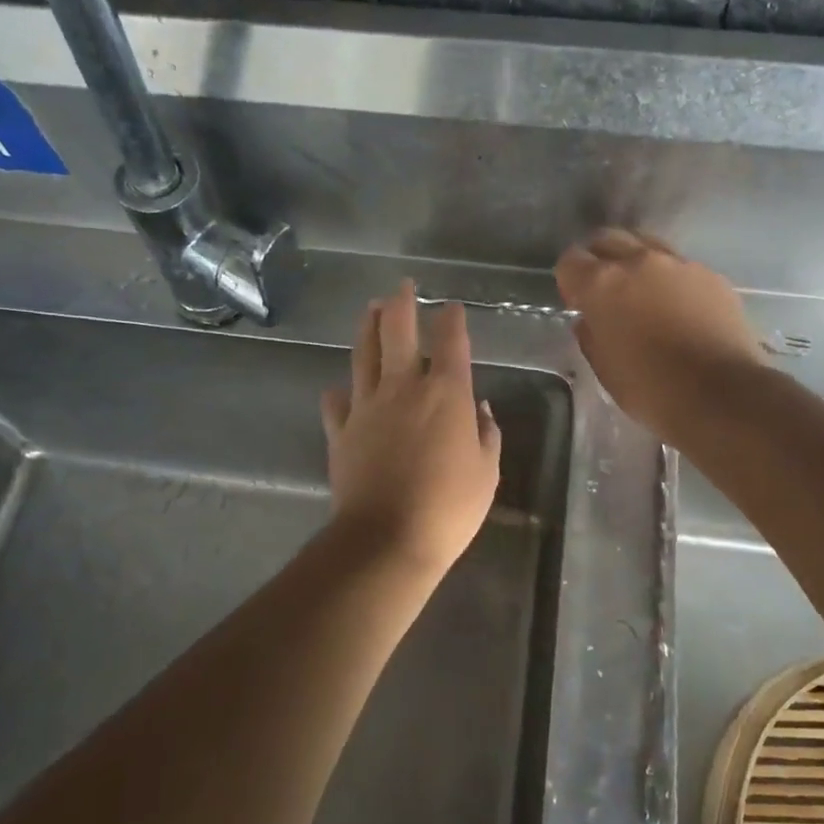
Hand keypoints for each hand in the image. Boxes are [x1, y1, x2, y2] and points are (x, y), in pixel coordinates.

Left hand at [321, 281, 502, 576]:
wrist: (388, 538)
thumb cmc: (449, 506)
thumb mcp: (486, 472)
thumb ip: (486, 434)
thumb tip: (482, 408)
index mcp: (446, 393)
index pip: (451, 342)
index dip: (452, 320)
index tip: (452, 307)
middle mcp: (403, 388)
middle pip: (397, 331)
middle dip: (401, 303)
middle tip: (402, 286)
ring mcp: (367, 406)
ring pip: (363, 354)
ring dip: (368, 328)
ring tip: (370, 309)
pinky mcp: (341, 431)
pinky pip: (337, 402)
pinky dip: (340, 392)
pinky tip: (340, 388)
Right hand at [555, 229, 765, 438]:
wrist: (722, 395)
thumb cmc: (651, 389)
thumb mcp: (604, 369)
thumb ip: (591, 335)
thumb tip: (591, 320)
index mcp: (602, 284)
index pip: (570, 261)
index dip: (570, 281)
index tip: (578, 303)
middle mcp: (638, 262)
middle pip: (608, 239)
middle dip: (600, 259)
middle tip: (607, 291)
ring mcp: (679, 264)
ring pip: (647, 245)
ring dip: (637, 263)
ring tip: (645, 294)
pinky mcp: (712, 275)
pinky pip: (681, 267)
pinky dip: (672, 280)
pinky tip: (680, 309)